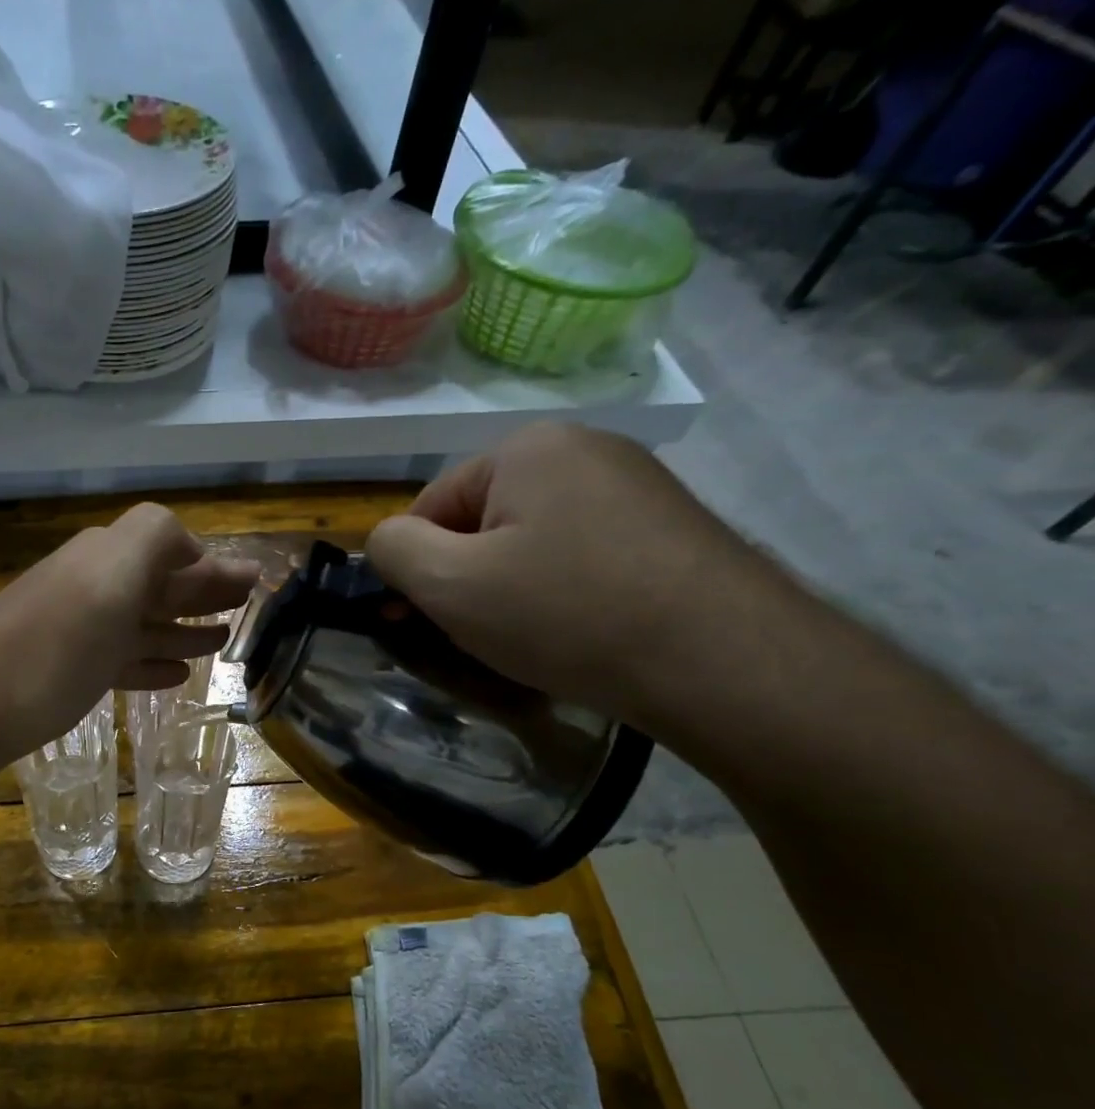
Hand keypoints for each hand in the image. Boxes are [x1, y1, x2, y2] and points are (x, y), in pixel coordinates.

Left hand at [0, 502, 259, 775]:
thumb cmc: (55, 640)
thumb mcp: (112, 572)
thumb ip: (155, 539)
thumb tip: (192, 546)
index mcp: (108, 558)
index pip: (171, 549)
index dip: (211, 563)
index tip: (250, 580)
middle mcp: (94, 588)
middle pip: (160, 586)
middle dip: (204, 592)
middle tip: (247, 604)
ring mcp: (78, 633)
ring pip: (143, 624)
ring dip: (184, 628)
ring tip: (222, 640)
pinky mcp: (65, 675)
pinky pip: (121, 662)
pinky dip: (151, 662)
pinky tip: (175, 674)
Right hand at [365, 422, 783, 721]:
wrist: (721, 660)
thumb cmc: (565, 613)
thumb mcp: (448, 584)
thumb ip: (392, 550)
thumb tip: (386, 540)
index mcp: (526, 448)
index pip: (430, 506)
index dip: (414, 567)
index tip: (416, 621)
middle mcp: (584, 449)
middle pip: (482, 521)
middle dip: (465, 578)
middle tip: (475, 634)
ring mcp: (635, 485)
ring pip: (530, 541)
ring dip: (509, 588)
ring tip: (528, 639)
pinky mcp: (668, 526)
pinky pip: (580, 554)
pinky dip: (560, 591)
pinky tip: (576, 631)